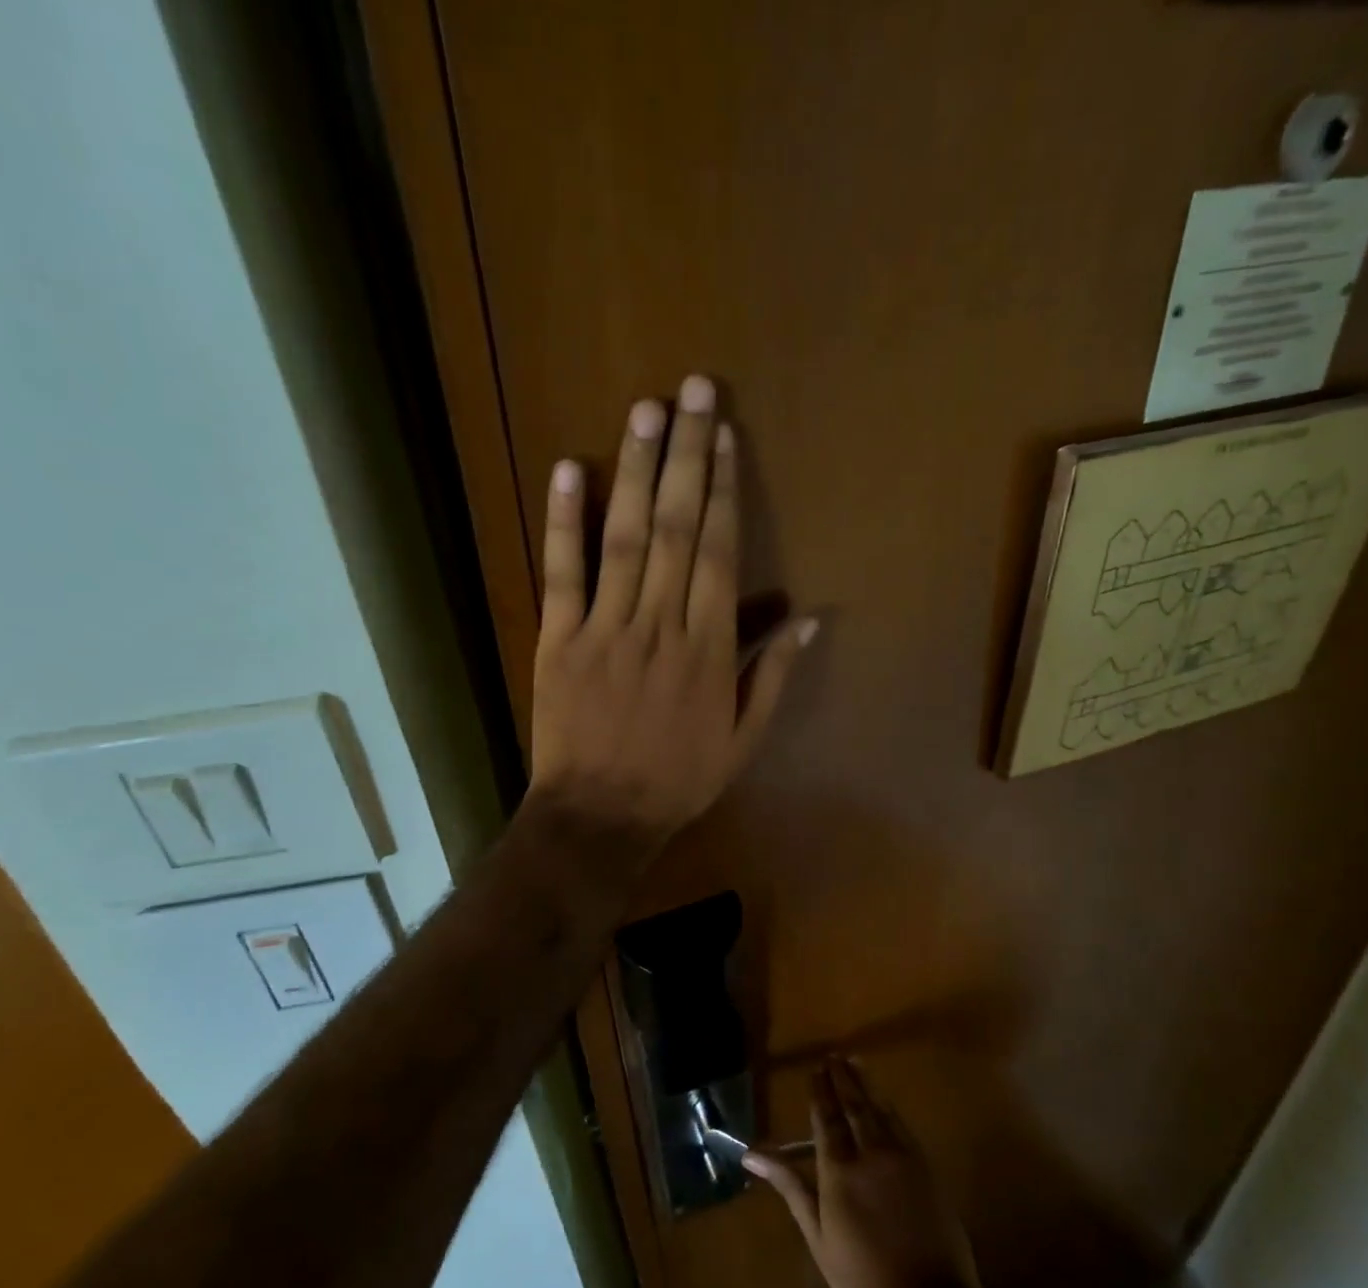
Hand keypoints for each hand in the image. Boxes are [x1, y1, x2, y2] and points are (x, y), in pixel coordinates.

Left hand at [525, 375, 814, 858]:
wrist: (600, 816)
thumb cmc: (677, 780)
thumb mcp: (743, 741)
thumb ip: (772, 676)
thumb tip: (809, 619)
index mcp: (707, 650)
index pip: (717, 553)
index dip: (723, 491)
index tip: (725, 438)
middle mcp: (659, 625)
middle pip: (675, 528)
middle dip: (686, 455)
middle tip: (693, 391)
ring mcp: (604, 629)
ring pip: (623, 539)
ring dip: (634, 471)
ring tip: (646, 411)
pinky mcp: (558, 640)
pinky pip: (560, 575)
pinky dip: (563, 524)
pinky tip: (568, 471)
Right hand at [744, 1059, 984, 1287]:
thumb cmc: (864, 1282)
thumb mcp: (818, 1238)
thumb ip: (790, 1188)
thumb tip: (752, 1155)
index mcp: (839, 1172)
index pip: (826, 1118)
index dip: (820, 1091)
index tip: (815, 1069)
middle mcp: (871, 1154)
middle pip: (854, 1105)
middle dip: (842, 1078)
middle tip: (833, 1056)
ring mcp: (903, 1158)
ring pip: (880, 1109)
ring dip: (866, 1084)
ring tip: (854, 1062)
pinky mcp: (927, 1168)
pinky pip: (903, 1125)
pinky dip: (889, 1107)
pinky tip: (884, 1101)